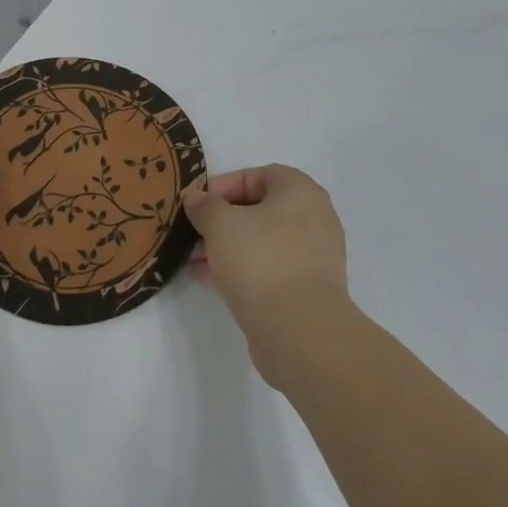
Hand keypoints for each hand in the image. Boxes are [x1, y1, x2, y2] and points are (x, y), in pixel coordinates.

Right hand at [182, 165, 353, 390]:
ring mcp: (314, 256)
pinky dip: (242, 269)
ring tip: (195, 260)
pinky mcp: (307, 289)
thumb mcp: (220, 224)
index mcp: (300, 192)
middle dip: (222, 220)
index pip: (258, 175)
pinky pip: (270, 268)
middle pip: (259, 209)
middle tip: (193, 233)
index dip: (223, 185)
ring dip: (228, 247)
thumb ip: (204, 205)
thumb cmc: (260, 261)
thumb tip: (196, 197)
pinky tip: (212, 280)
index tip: (197, 204)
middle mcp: (314, 218)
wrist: (300, 331)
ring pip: (262, 241)